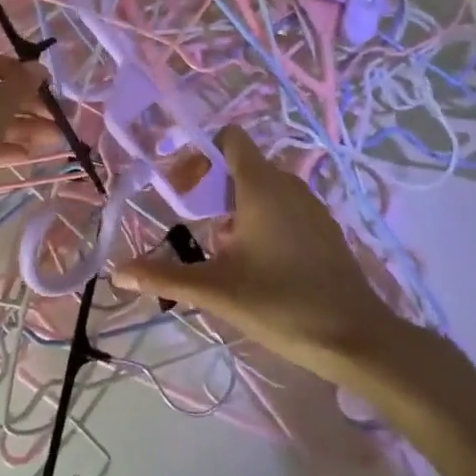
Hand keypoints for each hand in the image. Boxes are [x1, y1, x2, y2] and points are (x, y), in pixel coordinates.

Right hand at [114, 126, 422, 386]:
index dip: (200, 153)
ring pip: (262, 188)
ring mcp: (310, 205)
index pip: (230, 138)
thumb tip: (118, 271)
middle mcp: (287, 184)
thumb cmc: (281, 304)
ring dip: (234, 206)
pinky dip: (261, 218)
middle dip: (211, 186)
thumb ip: (165, 276)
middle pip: (240, 165)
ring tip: (219, 247)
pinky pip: (283, 206)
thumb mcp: (216, 290)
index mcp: (260, 185)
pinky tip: (256, 262)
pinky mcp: (324, 228)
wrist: (357, 337)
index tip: (181, 187)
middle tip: (191, 221)